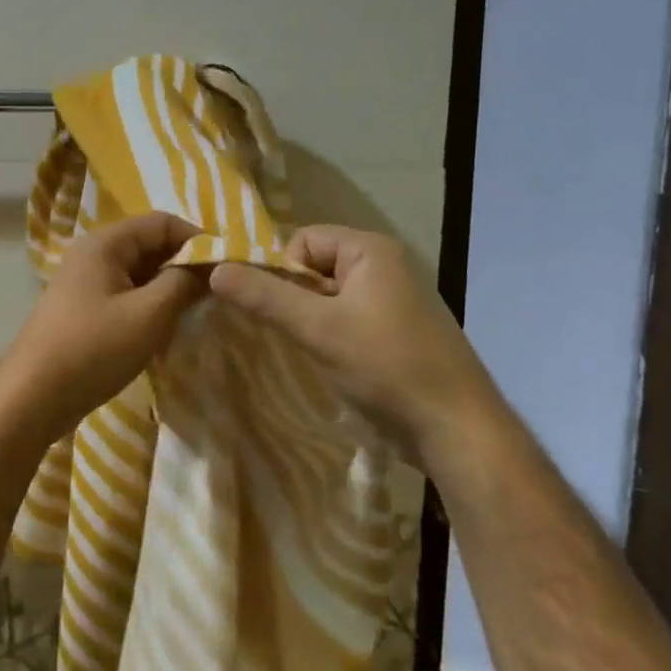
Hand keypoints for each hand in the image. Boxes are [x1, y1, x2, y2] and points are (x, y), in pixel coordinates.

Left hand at [0, 213, 205, 443]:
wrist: (32, 398)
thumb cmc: (93, 349)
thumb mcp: (148, 315)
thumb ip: (183, 283)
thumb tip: (212, 265)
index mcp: (105, 243)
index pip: (162, 222)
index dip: (198, 238)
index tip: (228, 267)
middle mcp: (93, 254)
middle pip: (150, 245)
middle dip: (185, 264)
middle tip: (219, 291)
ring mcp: (85, 283)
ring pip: (139, 272)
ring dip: (169, 287)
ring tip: (199, 310)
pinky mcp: (84, 310)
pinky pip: (126, 295)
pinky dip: (149, 305)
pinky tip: (168, 327)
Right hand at [208, 225, 504, 467]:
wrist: (457, 429)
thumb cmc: (386, 366)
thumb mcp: (318, 328)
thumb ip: (265, 296)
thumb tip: (214, 268)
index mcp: (371, 250)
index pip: (302, 241)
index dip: (281, 271)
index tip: (282, 312)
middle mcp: (385, 266)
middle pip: (314, 268)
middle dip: (294, 299)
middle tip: (294, 335)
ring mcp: (394, 301)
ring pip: (329, 298)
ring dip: (311, 322)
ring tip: (313, 353)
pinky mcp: (397, 333)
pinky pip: (348, 320)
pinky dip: (332, 338)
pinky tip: (334, 366)